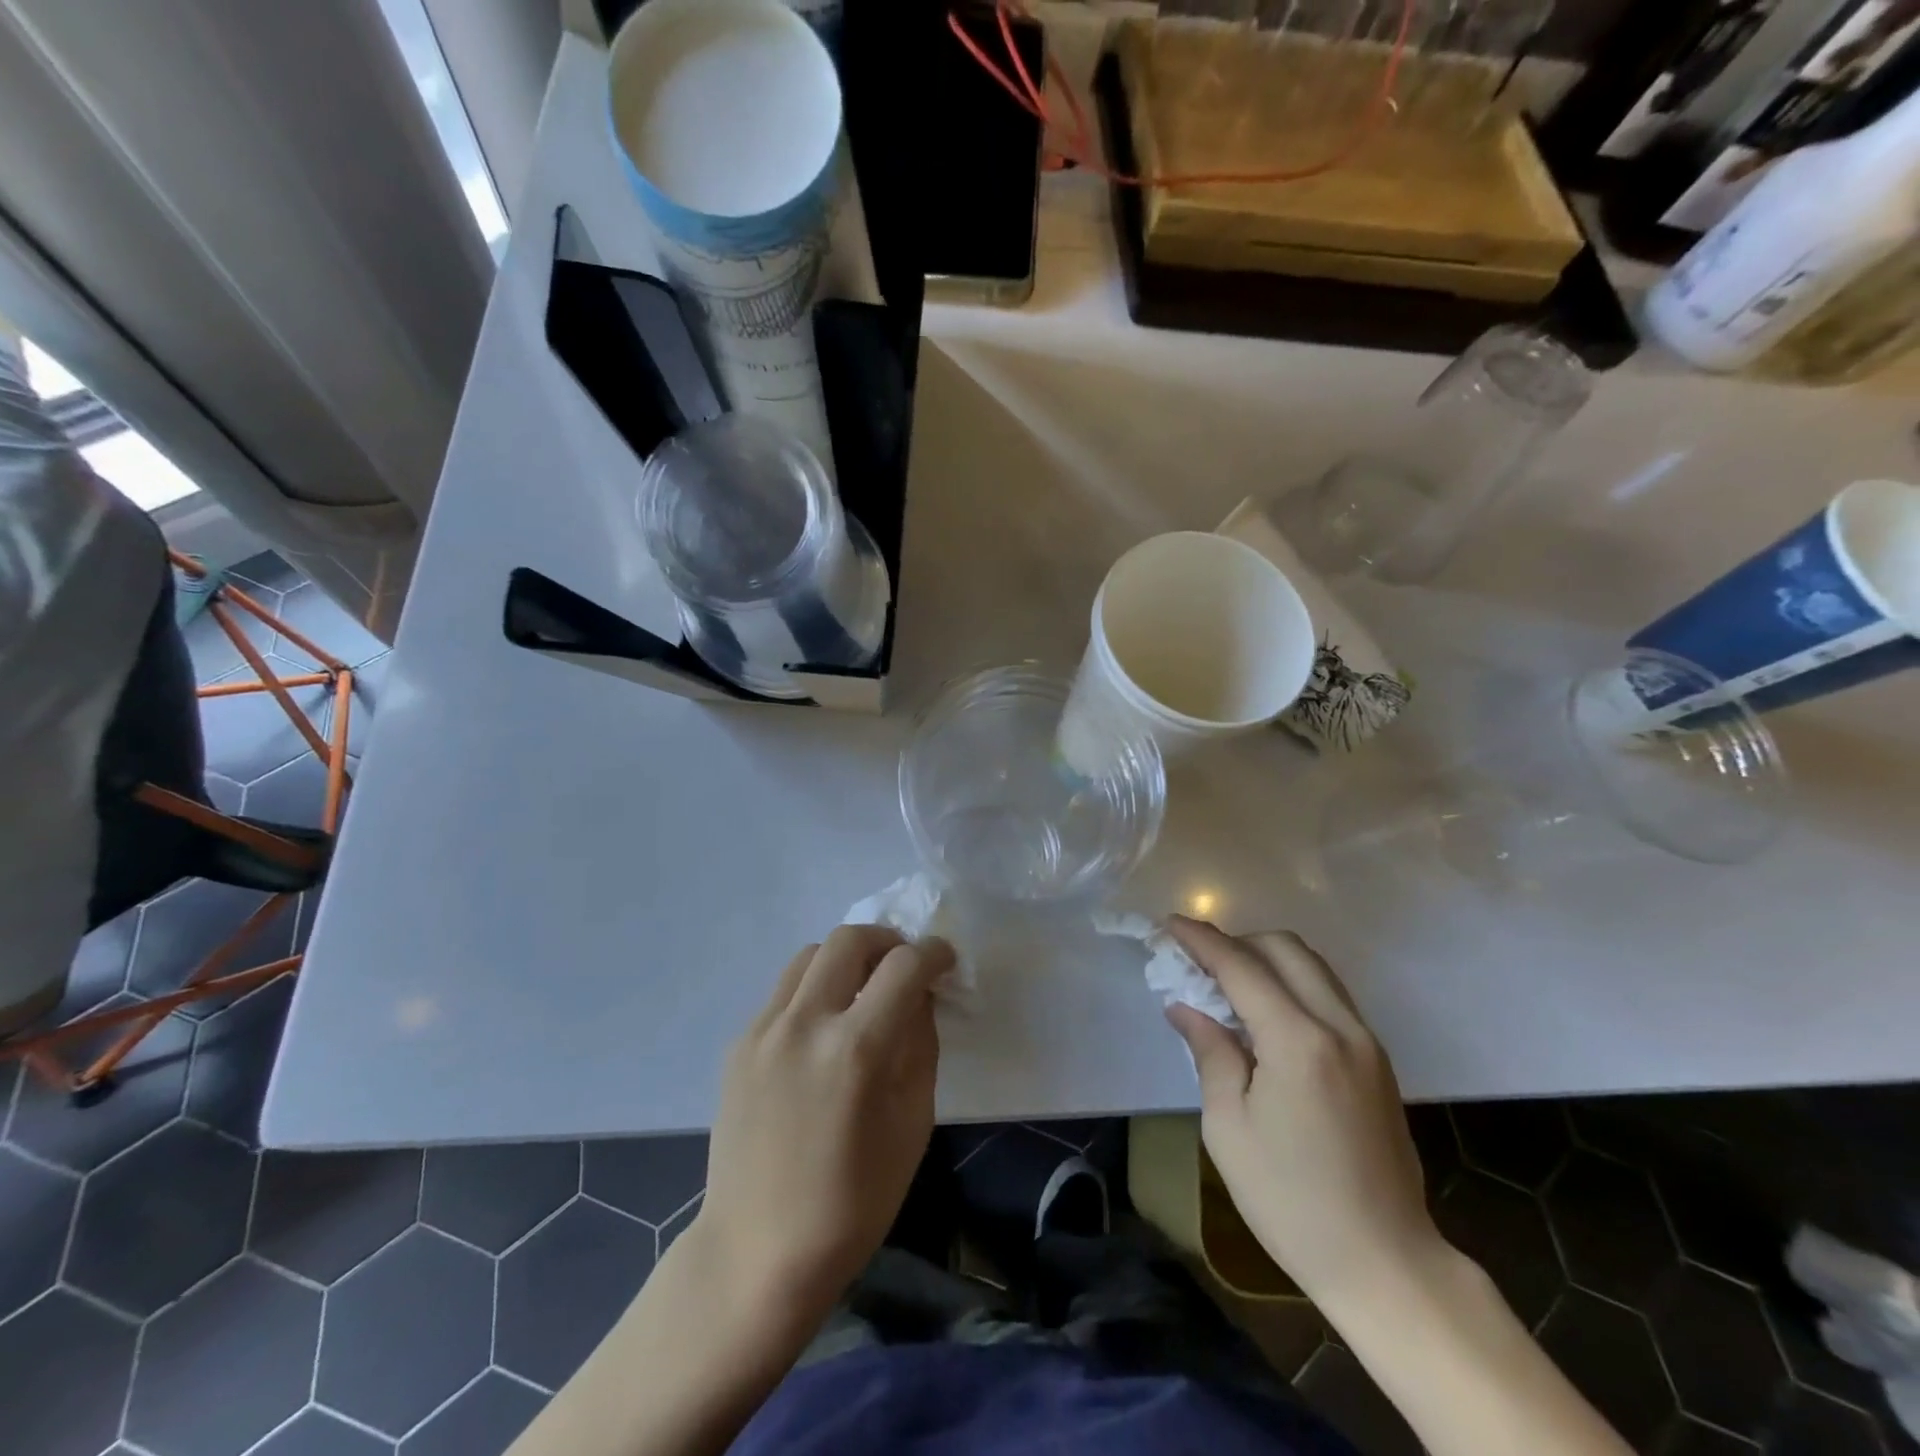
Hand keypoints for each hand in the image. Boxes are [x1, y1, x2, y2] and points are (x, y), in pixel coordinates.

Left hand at [696, 925, 951, 1326]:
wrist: (756, 1252)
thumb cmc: (852, 1203)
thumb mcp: (912, 1124)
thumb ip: (920, 1045)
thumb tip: (919, 997)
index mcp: (856, 1049)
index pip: (904, 966)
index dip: (933, 953)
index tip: (944, 961)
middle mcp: (804, 1023)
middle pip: (849, 938)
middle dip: (888, 941)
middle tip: (904, 966)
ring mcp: (763, 1030)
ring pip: (810, 954)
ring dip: (846, 958)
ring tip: (863, 990)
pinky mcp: (739, 1044)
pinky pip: (784, 991)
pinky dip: (814, 989)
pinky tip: (824, 1029)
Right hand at [1164, 917, 1443, 1309]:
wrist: (1386, 1264)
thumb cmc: (1291, 1201)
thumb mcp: (1230, 1128)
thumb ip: (1210, 1053)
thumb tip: (1186, 1007)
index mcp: (1299, 1042)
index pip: (1242, 967)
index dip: (1202, 941)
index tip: (1170, 924)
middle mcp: (1340, 1027)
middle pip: (1286, 950)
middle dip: (1237, 941)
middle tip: (1198, 960)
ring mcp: (1366, 1042)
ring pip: (1313, 967)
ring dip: (1267, 958)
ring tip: (1227, 982)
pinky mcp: (1378, 1061)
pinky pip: (1329, 995)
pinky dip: (1292, 983)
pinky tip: (1265, 1012)